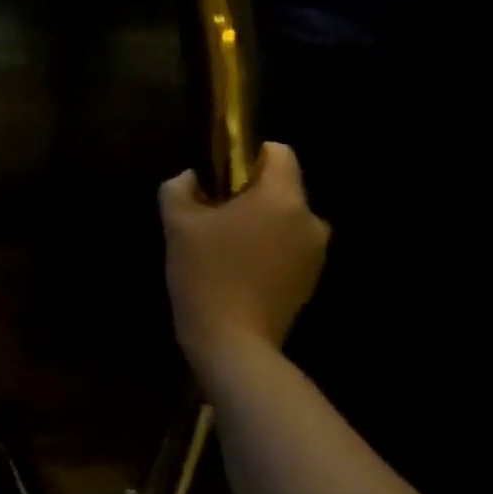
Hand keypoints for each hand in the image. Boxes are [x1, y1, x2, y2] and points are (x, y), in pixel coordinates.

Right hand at [160, 141, 328, 362]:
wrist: (231, 340)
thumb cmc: (205, 273)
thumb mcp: (177, 225)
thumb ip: (179, 189)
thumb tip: (190, 178)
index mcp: (282, 198)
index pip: (279, 153)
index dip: (247, 157)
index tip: (218, 179)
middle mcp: (310, 219)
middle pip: (280, 189)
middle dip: (248, 197)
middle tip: (211, 219)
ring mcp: (315, 252)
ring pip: (284, 220)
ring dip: (258, 225)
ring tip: (222, 250)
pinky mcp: (310, 279)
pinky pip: (288, 248)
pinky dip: (266, 251)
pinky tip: (237, 273)